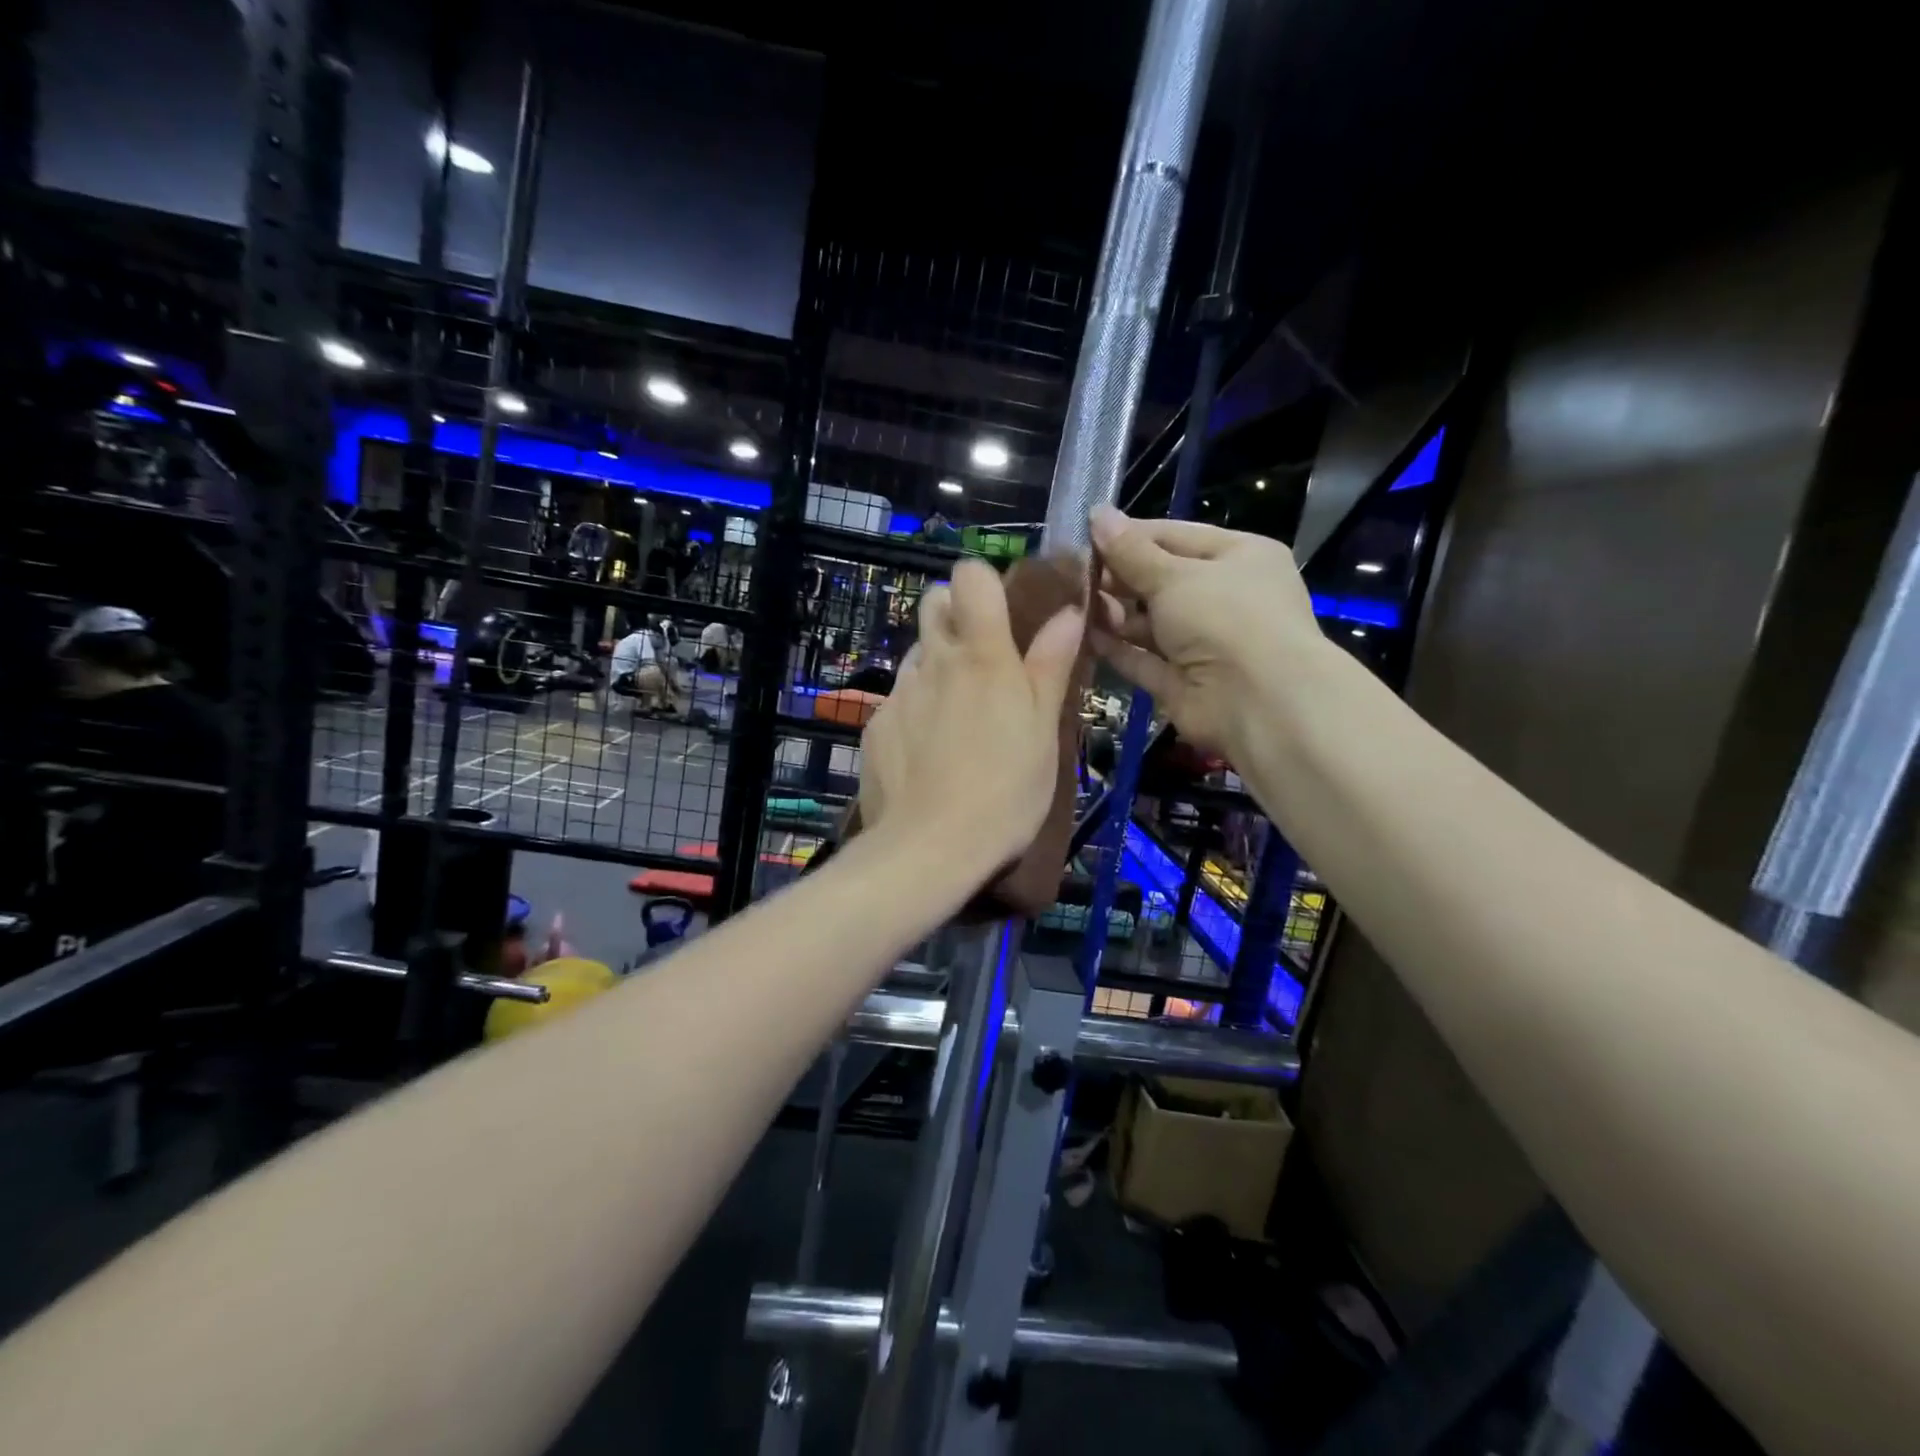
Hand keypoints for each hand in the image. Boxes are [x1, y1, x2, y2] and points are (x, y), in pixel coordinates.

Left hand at [860, 558, 1084, 872]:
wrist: (929, 848)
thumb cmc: (1005, 790)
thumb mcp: (1044, 730)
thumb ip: (1052, 665)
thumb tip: (1069, 611)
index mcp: (982, 656)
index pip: (970, 576)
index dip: (985, 583)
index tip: (1002, 612)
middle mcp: (932, 661)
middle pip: (933, 605)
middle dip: (955, 617)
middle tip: (982, 663)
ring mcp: (898, 693)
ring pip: (916, 657)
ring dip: (936, 670)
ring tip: (958, 720)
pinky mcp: (875, 725)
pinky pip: (898, 701)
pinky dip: (915, 713)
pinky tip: (928, 755)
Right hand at [1089, 505, 1317, 755]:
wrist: (1259, 703)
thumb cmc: (1225, 618)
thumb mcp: (1174, 575)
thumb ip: (1130, 551)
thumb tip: (1097, 513)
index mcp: (1238, 557)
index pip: (1176, 537)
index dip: (1130, 536)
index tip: (1085, 535)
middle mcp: (1224, 598)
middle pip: (1161, 580)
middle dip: (1118, 577)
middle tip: (1071, 573)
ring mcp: (1204, 643)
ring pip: (1150, 622)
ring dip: (1114, 613)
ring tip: (1074, 603)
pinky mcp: (1183, 681)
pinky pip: (1144, 659)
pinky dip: (1117, 648)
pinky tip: (1082, 635)